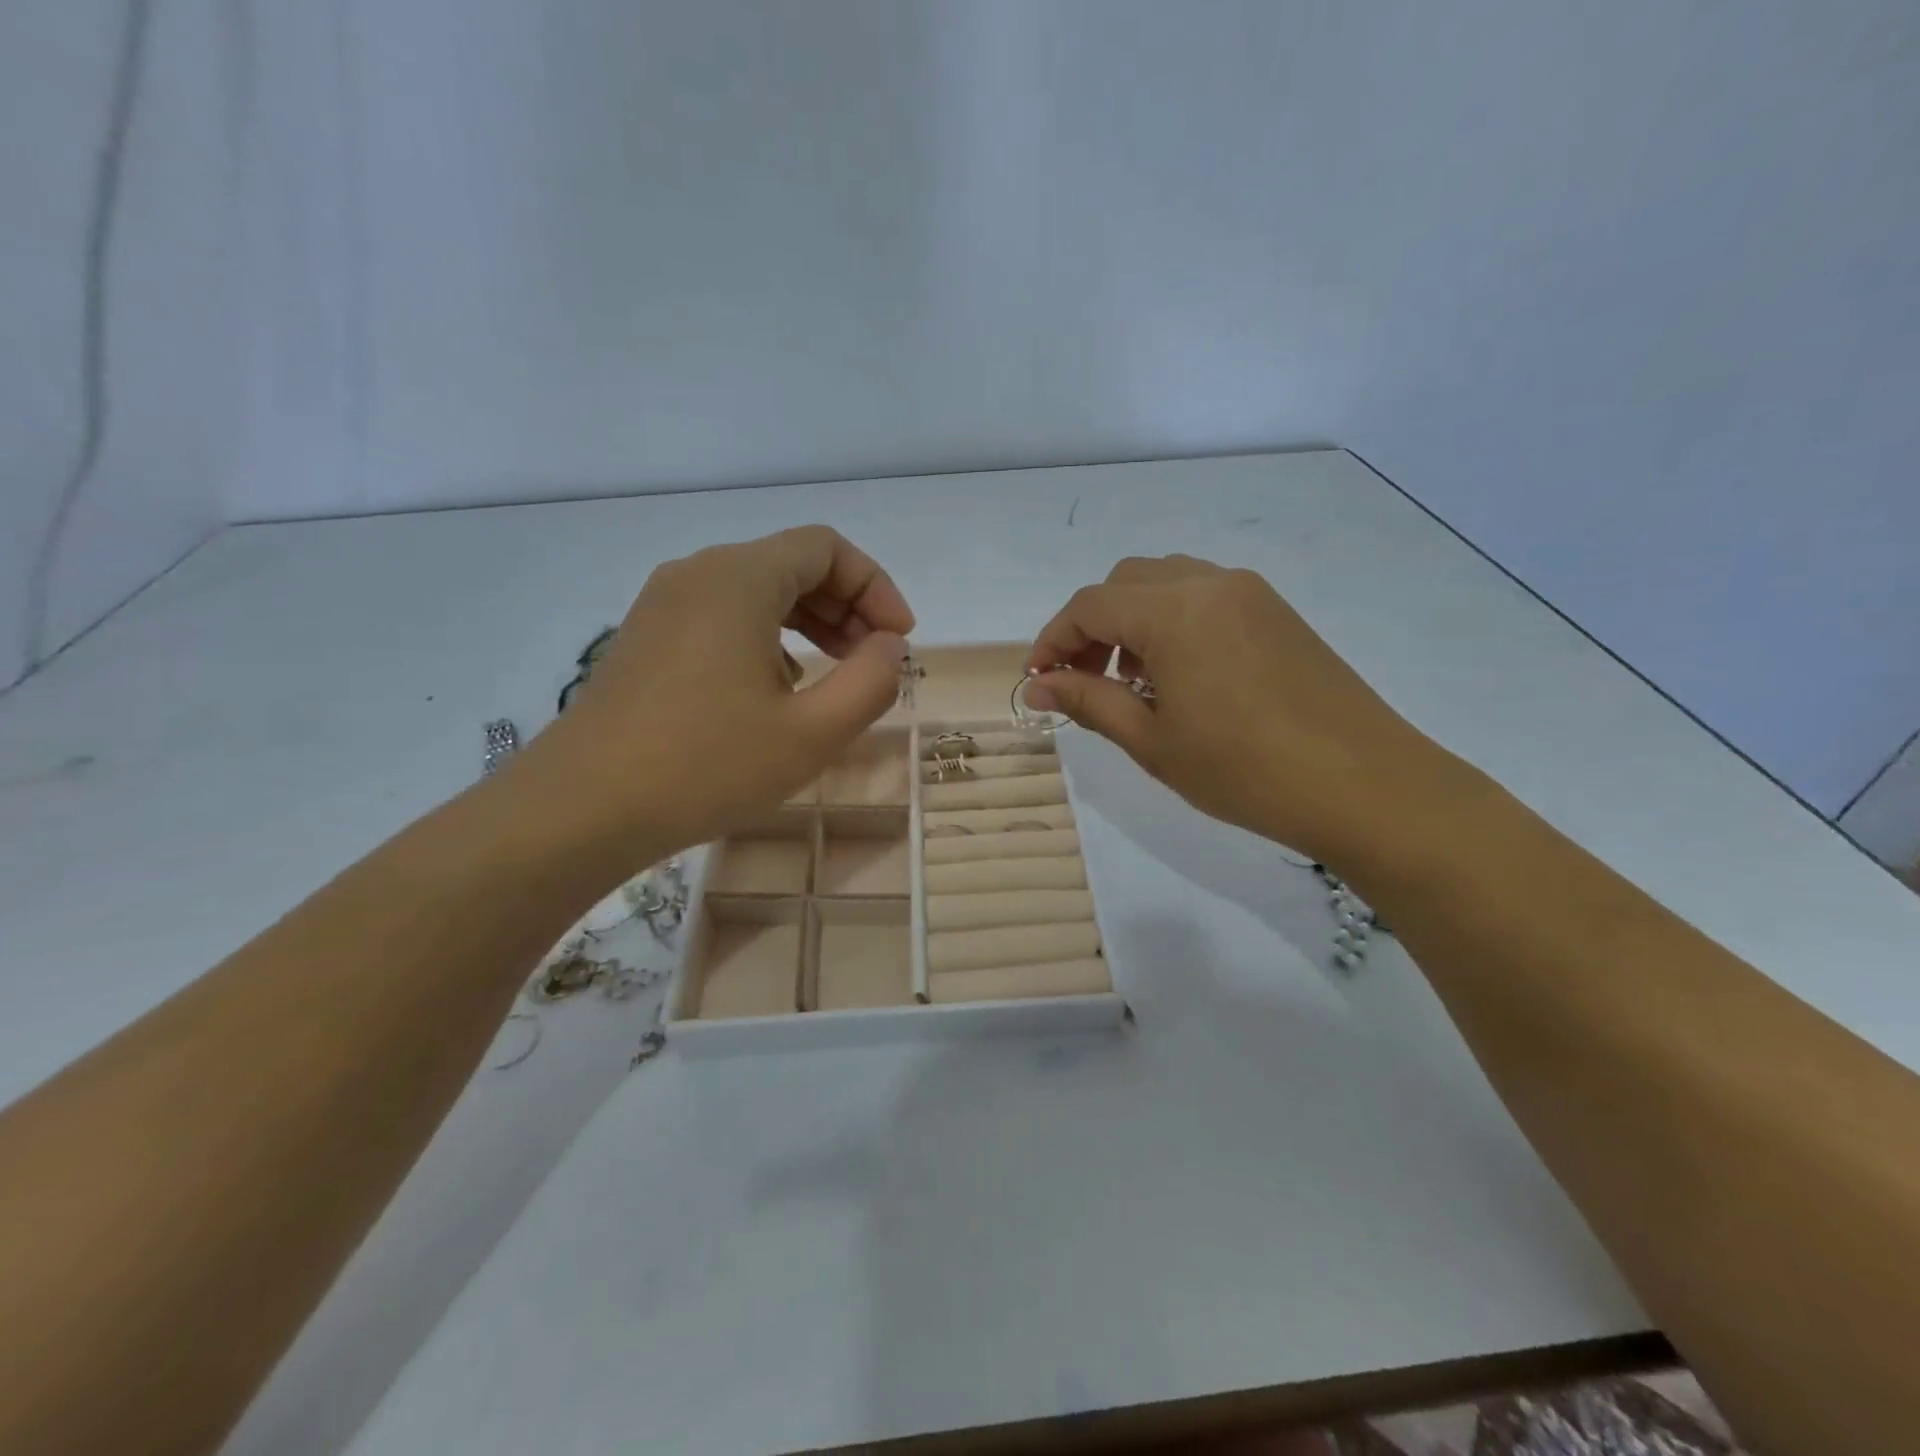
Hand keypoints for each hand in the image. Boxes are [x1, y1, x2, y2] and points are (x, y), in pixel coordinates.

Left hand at [526, 526, 912, 853]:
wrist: (582, 808)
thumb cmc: (706, 765)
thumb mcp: (812, 732)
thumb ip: (871, 681)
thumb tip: (889, 646)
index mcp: (739, 578)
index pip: (826, 548)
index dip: (876, 587)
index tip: (899, 641)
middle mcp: (698, 574)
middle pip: (791, 564)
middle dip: (846, 606)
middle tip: (874, 660)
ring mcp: (664, 605)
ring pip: (756, 591)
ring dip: (808, 624)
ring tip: (834, 676)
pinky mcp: (646, 639)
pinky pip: (723, 616)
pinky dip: (767, 638)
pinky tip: (776, 691)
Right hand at [1025, 555, 1444, 863]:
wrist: (1365, 785)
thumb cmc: (1245, 770)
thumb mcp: (1152, 741)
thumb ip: (1088, 702)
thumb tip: (1037, 686)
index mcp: (1175, 610)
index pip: (1090, 606)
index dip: (1053, 640)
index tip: (1038, 682)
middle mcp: (1211, 583)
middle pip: (1126, 583)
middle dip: (1091, 627)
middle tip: (1082, 682)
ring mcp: (1251, 593)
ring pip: (1166, 583)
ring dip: (1132, 621)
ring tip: (1131, 683)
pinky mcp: (1278, 612)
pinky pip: (1205, 597)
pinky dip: (1172, 622)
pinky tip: (1178, 676)